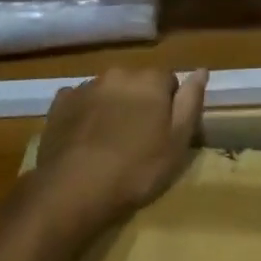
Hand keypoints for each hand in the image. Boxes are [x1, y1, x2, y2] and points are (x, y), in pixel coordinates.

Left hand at [33, 67, 208, 233]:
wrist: (75, 188)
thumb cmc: (137, 168)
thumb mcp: (178, 141)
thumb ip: (191, 101)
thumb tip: (201, 71)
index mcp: (150, 80)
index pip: (169, 80)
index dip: (169, 105)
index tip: (165, 131)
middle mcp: (118, 74)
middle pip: (137, 83)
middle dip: (140, 102)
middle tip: (139, 138)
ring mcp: (86, 87)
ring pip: (108, 91)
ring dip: (112, 107)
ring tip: (110, 141)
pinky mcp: (60, 103)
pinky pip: (80, 101)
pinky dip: (85, 113)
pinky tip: (85, 139)